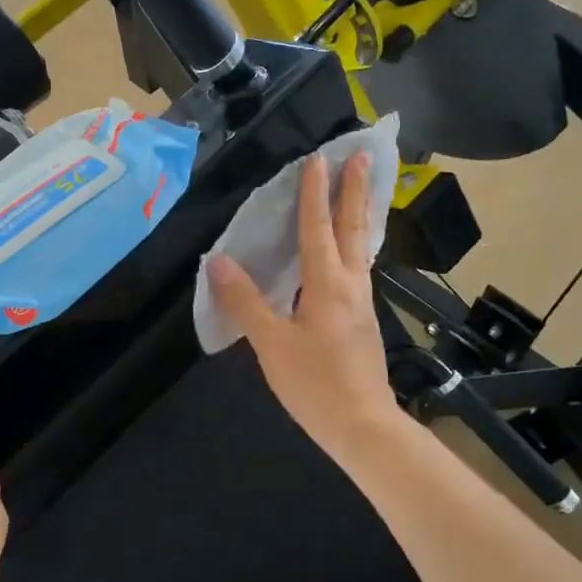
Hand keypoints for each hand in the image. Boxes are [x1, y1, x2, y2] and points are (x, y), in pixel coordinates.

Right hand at [207, 152, 408, 465]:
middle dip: (354, 190)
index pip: (318, 228)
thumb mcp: (271, 344)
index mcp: (327, 284)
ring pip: (362, 247)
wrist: (362, 425)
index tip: (317, 159)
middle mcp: (351, 284)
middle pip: (353, 227)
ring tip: (360, 191)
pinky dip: (356, 245)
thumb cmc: (315, 384)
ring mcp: (362, 303)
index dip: (314, 193)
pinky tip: (350, 253)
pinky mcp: (364, 321)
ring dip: (359, 214)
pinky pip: (360, 268)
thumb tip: (218, 262)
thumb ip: (246, 302)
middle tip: (360, 156)